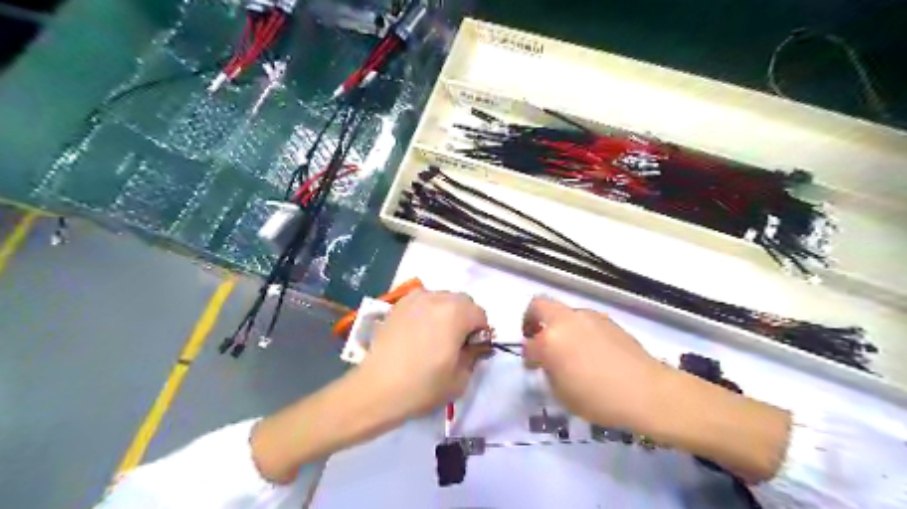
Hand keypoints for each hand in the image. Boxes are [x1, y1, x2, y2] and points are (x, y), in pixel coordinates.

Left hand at [357, 291, 491, 420]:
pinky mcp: (398, 305)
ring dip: (447, 312)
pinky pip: (422, 301)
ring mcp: (414, 299)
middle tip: (456, 343)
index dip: (480, 333)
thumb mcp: (460, 379)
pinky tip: (419, 332)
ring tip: (436, 336)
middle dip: (465, 319)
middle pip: (463, 301)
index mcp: (455, 312)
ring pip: (442, 298)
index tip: (472, 351)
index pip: (480, 315)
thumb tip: (474, 346)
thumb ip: (474, 356)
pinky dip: (428, 311)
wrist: (377, 389)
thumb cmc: (422, 386)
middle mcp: (436, 298)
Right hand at [521, 296, 663, 430]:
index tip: (533, 366)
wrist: (647, 391)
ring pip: (564, 312)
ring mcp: (588, 317)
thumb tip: (549, 361)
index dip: (528, 356)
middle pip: (539, 305)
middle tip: (537, 337)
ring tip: (570, 348)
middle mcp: (566, 321)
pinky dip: (579, 329)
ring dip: (559, 324)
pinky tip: (591, 349)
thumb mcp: (562, 393)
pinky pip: (584, 319)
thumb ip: (549, 371)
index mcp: (550, 340)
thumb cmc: (599, 399)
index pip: (529, 344)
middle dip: (532, 318)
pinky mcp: (607, 320)